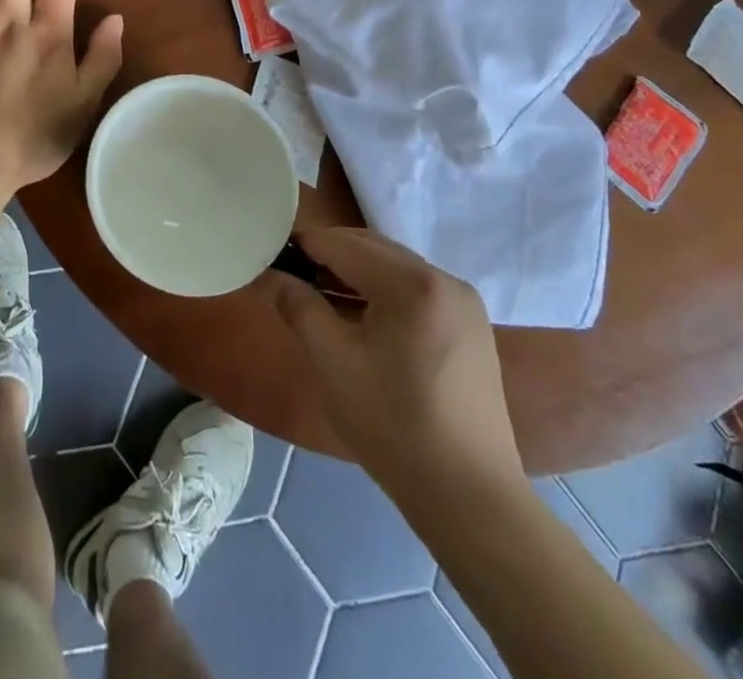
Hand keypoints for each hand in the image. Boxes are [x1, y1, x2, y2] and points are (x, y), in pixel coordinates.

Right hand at [268, 227, 523, 501]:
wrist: (471, 499)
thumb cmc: (394, 428)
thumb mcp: (333, 365)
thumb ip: (299, 308)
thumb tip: (272, 275)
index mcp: (412, 284)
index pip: (342, 244)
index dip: (301, 246)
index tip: (270, 258)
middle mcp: (443, 278)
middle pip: (370, 247)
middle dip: (327, 255)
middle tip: (291, 279)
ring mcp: (463, 301)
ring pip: (393, 265)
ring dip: (354, 272)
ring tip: (320, 299)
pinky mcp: (471, 324)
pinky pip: (415, 286)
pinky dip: (382, 290)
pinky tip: (362, 318)